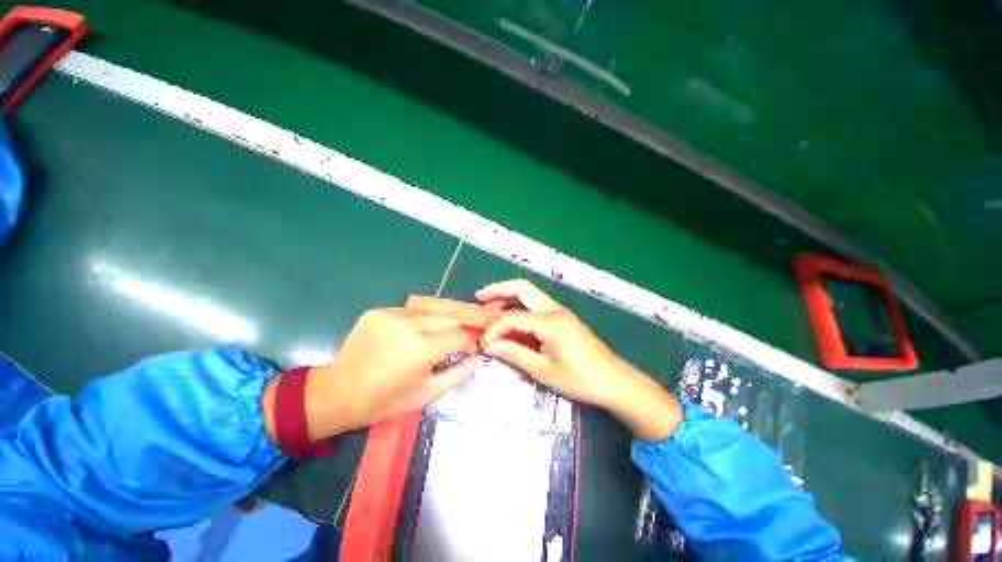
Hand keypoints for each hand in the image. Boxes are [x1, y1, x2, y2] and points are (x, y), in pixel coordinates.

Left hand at [264, 308, 477, 441]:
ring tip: (434, 338)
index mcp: (422, 350)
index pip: (459, 336)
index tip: (466, 351)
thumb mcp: (426, 394)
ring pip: (431, 311)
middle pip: (449, 317)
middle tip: (455, 342)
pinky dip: (419, 321)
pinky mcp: (378, 311)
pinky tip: (412, 334)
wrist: (337, 393)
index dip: (468, 343)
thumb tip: (476, 358)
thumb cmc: (384, 401)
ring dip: (439, 323)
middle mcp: (409, 325)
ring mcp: (392, 315)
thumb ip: (457, 374)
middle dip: (458, 329)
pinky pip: (410, 311)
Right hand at [476, 279, 623, 407]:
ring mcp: (561, 312)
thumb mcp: (544, 371)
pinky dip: (521, 304)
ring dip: (510, 294)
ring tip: (490, 301)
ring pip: (531, 294)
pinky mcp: (564, 318)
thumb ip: (516, 354)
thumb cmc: (580, 379)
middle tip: (480, 296)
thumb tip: (491, 347)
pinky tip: (511, 313)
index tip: (484, 344)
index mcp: (550, 322)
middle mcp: (555, 310)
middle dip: (499, 290)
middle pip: (523, 289)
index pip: (513, 318)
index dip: (495, 329)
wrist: (614, 380)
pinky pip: (538, 304)